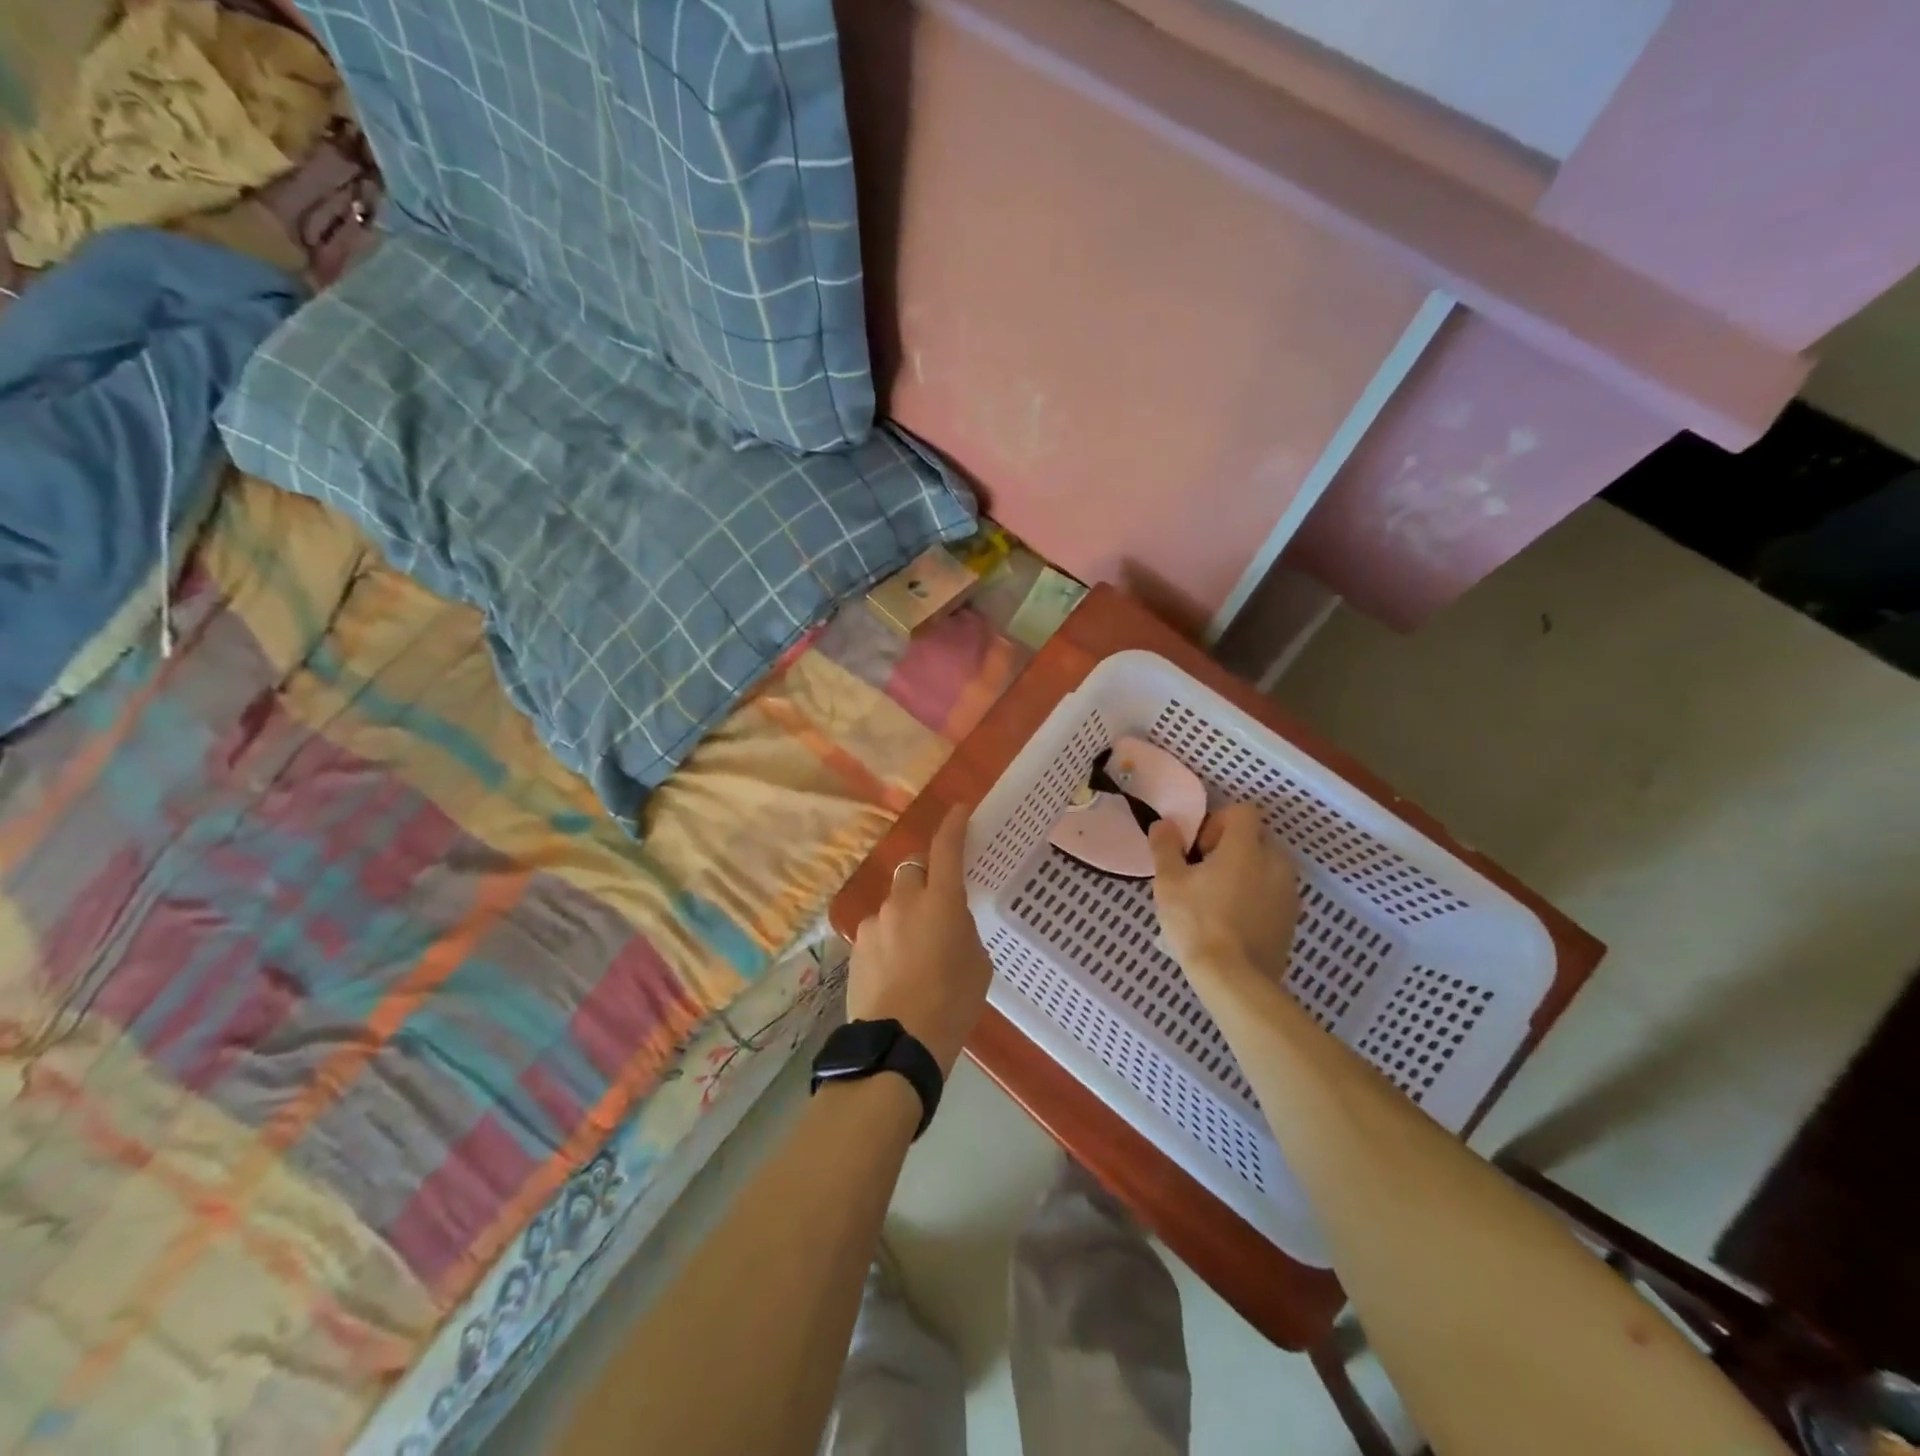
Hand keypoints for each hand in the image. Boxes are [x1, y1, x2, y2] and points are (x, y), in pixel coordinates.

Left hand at [848, 806, 993, 1075]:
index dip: (954, 825)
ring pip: (895, 903)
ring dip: (907, 915)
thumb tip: (948, 924)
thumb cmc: (951, 1004)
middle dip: (927, 876)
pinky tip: (897, 971)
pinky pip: (879, 930)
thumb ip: (962, 930)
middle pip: (914, 869)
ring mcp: (875, 922)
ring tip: (917, 953)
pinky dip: (890, 939)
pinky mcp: (856, 945)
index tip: (960, 809)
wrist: (898, 1046)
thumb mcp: (976, 964)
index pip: (947, 848)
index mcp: (941, 901)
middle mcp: (904, 901)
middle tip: (939, 903)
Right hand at [1149, 803, 1299, 988]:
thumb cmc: (1197, 923)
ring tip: (1219, 897)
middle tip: (1204, 872)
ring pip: (1268, 866)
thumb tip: (1164, 823)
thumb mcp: (1168, 882)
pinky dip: (1257, 896)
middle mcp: (1276, 862)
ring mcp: (1289, 892)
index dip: (1218, 821)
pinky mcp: (1292, 919)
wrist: (1235, 980)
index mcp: (1246, 847)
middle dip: (1232, 847)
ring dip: (1246, 872)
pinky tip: (1234, 920)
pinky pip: (1274, 893)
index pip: (1242, 811)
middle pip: (1257, 837)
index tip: (1199, 848)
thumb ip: (1165, 846)